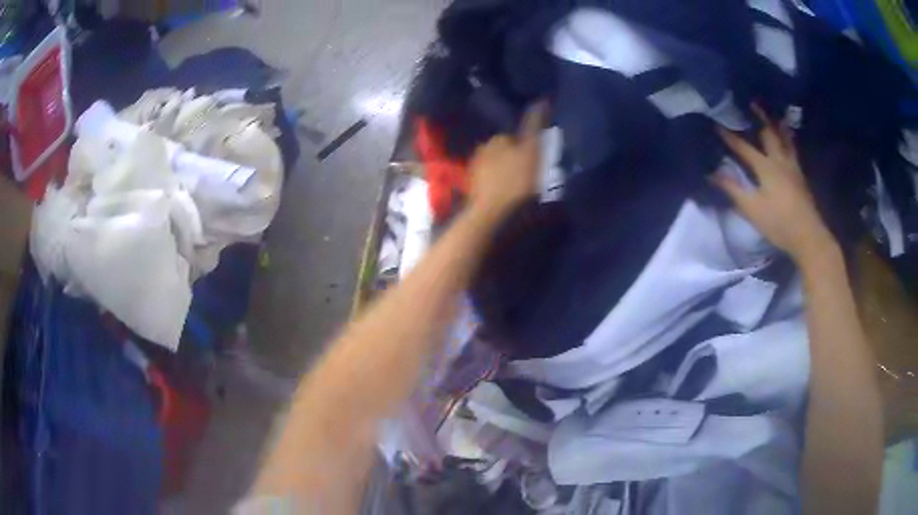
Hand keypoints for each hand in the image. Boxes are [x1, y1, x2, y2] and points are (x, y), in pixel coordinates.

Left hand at [467, 101, 547, 221]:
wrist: (492, 212)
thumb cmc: (516, 180)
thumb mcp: (532, 150)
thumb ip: (534, 125)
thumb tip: (540, 100)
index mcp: (497, 139)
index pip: (514, 136)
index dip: (527, 145)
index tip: (537, 156)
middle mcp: (482, 149)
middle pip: (503, 150)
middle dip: (514, 157)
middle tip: (530, 172)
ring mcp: (475, 170)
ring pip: (495, 166)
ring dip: (505, 172)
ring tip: (520, 185)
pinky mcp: (473, 189)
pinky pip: (489, 181)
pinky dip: (497, 184)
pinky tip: (506, 194)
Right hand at [714, 105, 835, 262]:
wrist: (808, 237)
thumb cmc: (779, 223)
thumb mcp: (752, 209)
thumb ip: (733, 190)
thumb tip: (711, 173)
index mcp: (766, 167)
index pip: (744, 147)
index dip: (729, 136)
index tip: (716, 123)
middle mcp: (780, 161)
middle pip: (769, 134)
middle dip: (759, 118)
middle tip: (752, 103)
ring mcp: (793, 167)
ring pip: (785, 139)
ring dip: (778, 125)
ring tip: (774, 113)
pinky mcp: (801, 177)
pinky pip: (793, 150)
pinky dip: (789, 139)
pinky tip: (789, 139)